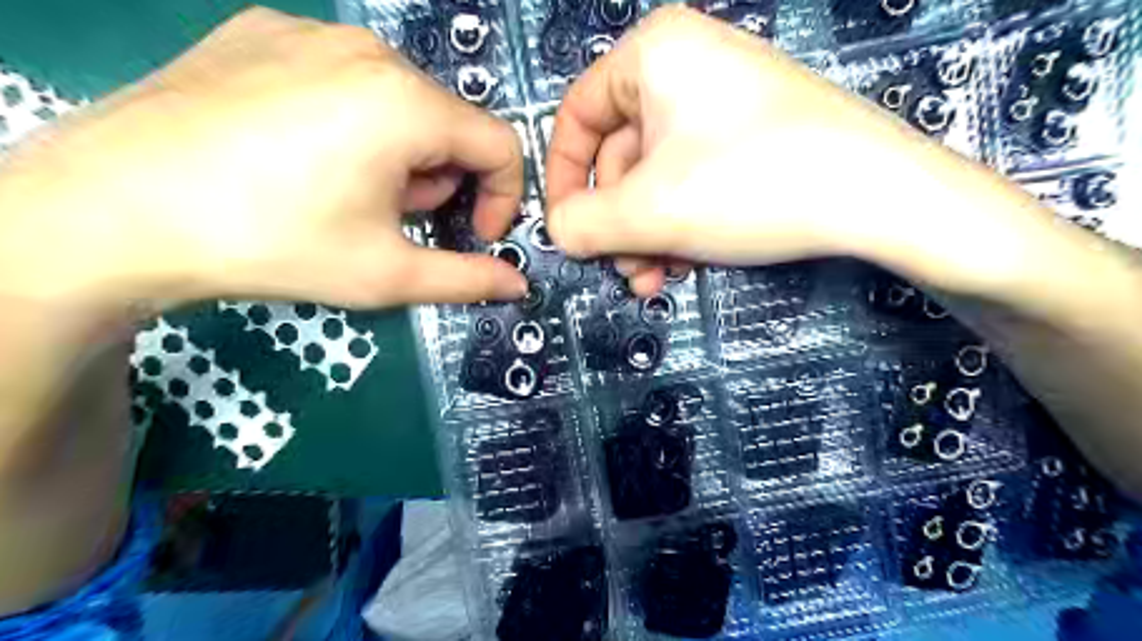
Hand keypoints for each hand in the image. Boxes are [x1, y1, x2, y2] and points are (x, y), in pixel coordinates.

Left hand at [0, 4, 525, 311]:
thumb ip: (467, 279)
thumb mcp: (387, 274)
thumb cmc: (273, 244)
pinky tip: (300, 155)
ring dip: (399, 152)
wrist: (113, 211)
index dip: (501, 197)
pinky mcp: (259, 30)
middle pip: (447, 122)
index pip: (499, 144)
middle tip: (394, 220)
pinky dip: (350, 120)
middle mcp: (368, 51)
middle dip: (440, 180)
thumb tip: (517, 285)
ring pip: (398, 98)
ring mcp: (308, 31)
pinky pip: (342, 77)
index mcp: (407, 104)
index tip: (474, 234)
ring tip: (346, 190)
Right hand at [544, 7, 1050, 298]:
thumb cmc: (749, 185)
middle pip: (620, 155)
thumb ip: (584, 224)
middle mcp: (684, 66)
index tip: (565, 230)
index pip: (577, 117)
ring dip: (645, 234)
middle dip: (616, 223)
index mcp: (652, 55)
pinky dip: (679, 223)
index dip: (563, 179)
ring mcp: (721, 101)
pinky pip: (691, 178)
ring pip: (656, 176)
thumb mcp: (649, 211)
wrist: (877, 196)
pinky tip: (685, 263)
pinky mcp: (749, 135)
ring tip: (653, 278)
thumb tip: (556, 231)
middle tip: (623, 270)